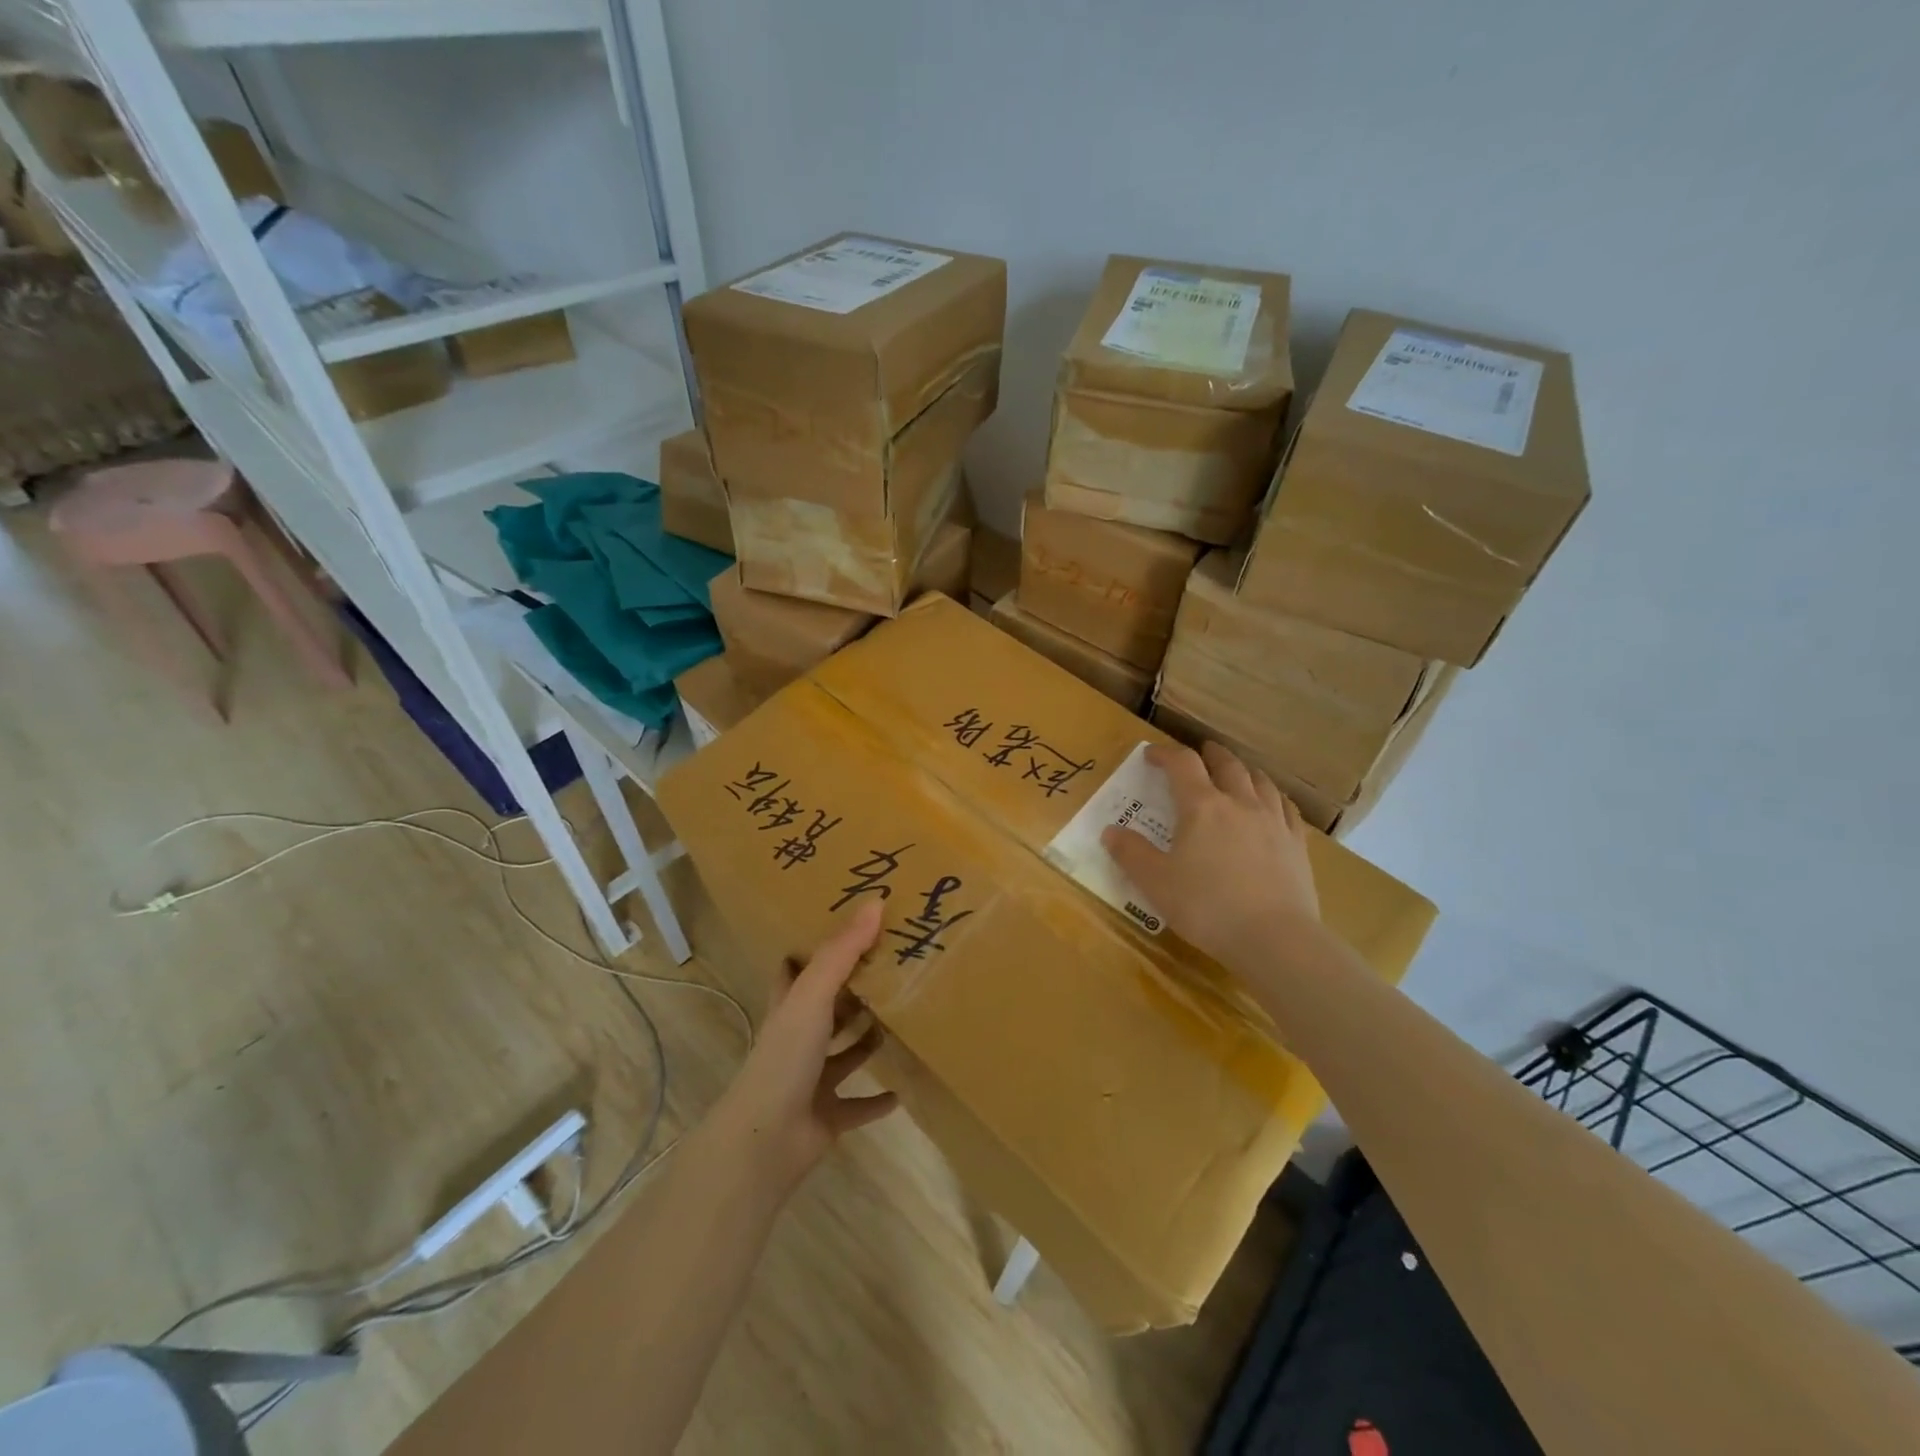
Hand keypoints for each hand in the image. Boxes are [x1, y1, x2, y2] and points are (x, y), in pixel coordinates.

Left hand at [706, 901, 899, 1197]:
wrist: (764, 1141)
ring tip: (903, 1021)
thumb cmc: (785, 1059)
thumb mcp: (813, 996)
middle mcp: (798, 1040)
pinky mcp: (826, 1116)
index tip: (849, 931)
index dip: (814, 951)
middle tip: (893, 971)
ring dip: (866, 1042)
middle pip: (826, 1010)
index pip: (796, 970)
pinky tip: (902, 1091)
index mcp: (789, 1008)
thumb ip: (842, 951)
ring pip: (843, 1055)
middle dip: (852, 994)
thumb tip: (875, 902)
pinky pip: (857, 1105)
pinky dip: (876, 1100)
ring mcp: (811, 1080)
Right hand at [1102, 741, 1319, 965]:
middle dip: (1210, 754)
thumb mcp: (1156, 883)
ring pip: (1260, 781)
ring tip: (1237, 772)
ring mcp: (1273, 822)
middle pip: (1227, 765)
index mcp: (1202, 807)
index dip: (1165, 754)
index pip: (1182, 764)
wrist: (1275, 939)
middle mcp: (1240, 803)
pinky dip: (1274, 797)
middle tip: (1201, 752)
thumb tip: (1110, 832)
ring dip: (1243, 770)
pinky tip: (1273, 804)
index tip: (1151, 755)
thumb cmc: (1207, 907)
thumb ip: (1131, 853)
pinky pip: (1287, 808)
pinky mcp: (1297, 844)